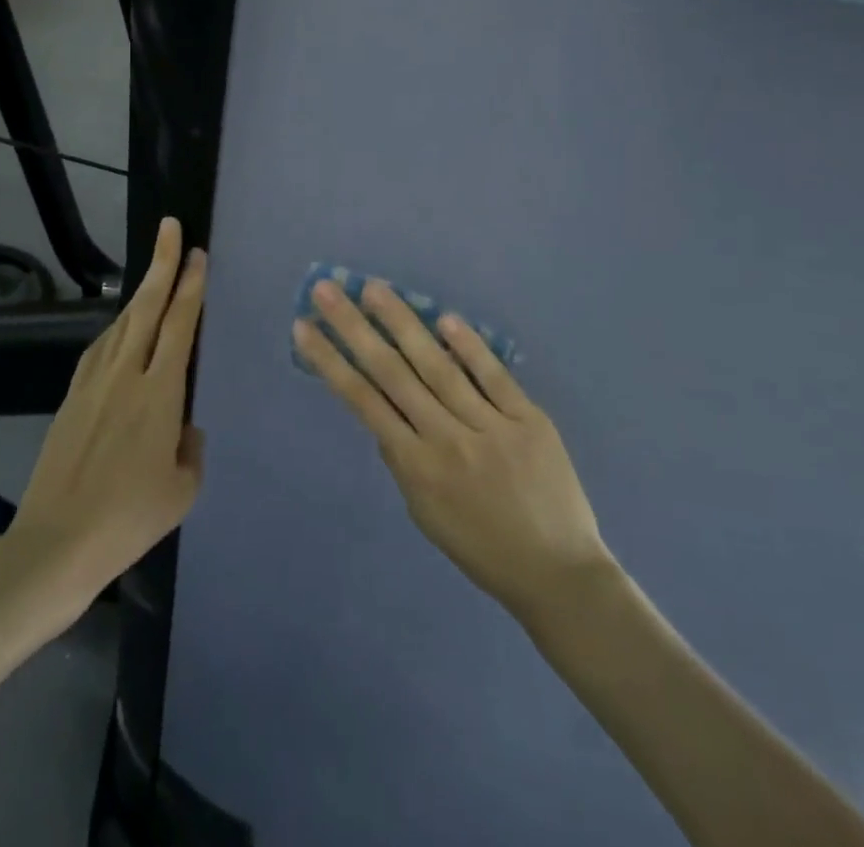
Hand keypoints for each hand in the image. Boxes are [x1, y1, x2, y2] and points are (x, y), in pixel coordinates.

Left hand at [5, 218, 206, 624]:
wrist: (56, 543)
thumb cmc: (129, 519)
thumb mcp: (182, 490)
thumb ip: (190, 450)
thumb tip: (184, 427)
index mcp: (160, 393)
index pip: (179, 325)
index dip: (190, 285)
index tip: (196, 254)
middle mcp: (126, 375)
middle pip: (147, 307)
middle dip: (161, 264)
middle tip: (170, 228)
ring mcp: (93, 383)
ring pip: (121, 324)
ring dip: (140, 294)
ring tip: (155, 275)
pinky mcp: (71, 397)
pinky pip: (100, 349)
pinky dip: (116, 329)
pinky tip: (121, 329)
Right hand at [294, 279, 612, 626]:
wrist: (559, 575)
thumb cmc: (482, 549)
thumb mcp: (425, 514)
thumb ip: (402, 461)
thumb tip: (384, 414)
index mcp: (417, 468)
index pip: (363, 401)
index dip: (330, 361)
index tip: (304, 328)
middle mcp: (447, 440)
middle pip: (392, 373)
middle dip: (353, 328)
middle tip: (327, 290)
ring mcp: (490, 427)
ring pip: (437, 366)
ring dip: (402, 323)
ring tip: (373, 289)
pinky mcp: (528, 420)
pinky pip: (493, 376)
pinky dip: (469, 347)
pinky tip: (444, 318)